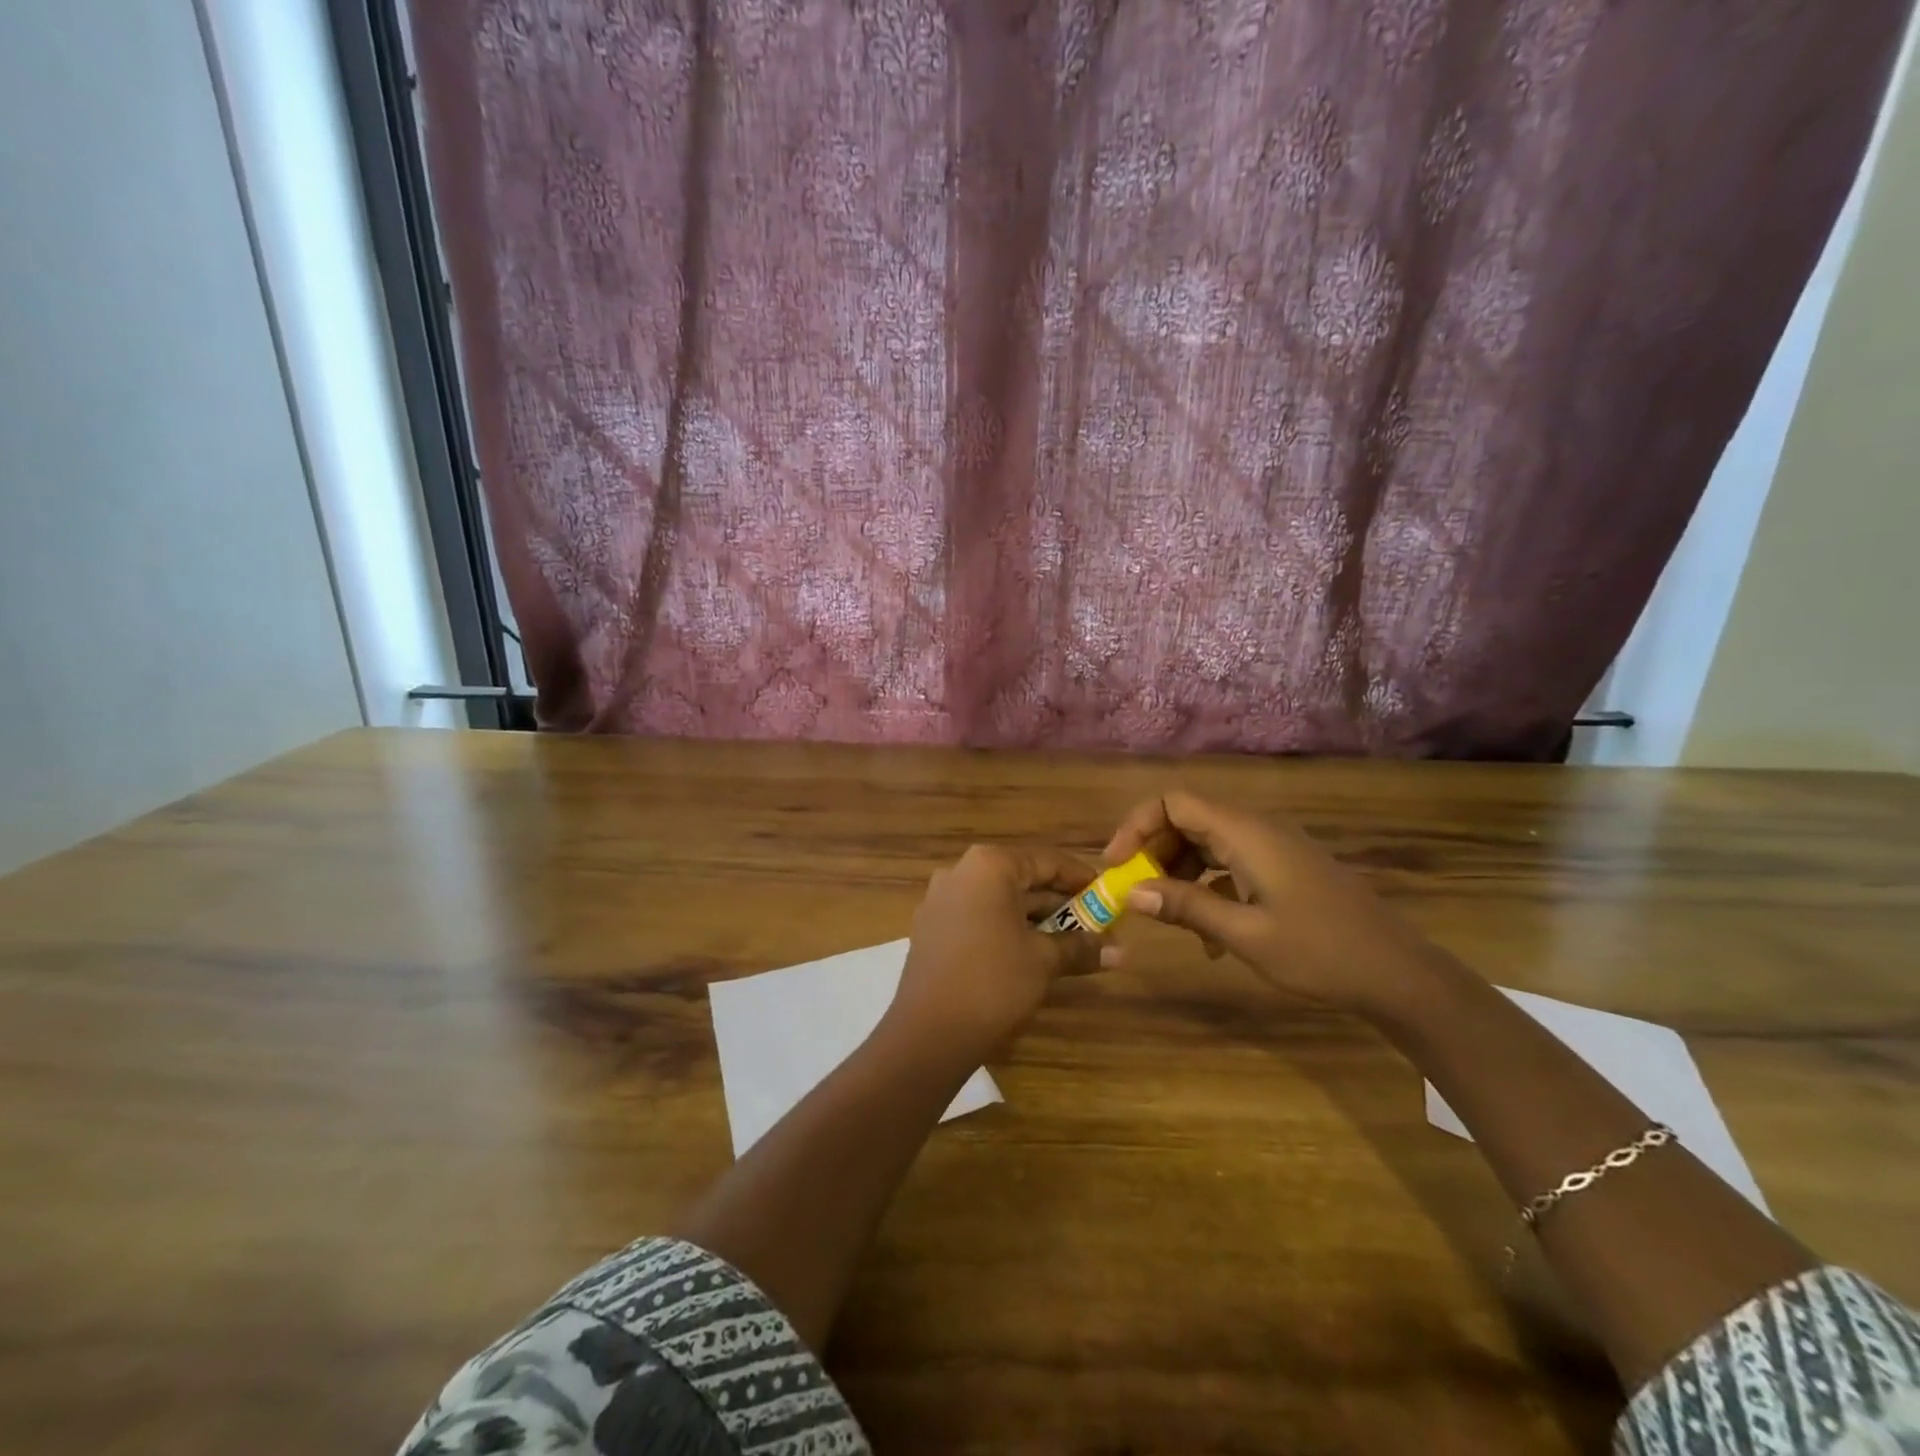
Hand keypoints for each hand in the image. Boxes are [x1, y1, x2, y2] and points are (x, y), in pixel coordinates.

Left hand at [886, 845, 1107, 1063]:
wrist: (928, 1034)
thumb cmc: (993, 983)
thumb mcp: (1044, 961)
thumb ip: (1081, 947)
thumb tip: (1120, 951)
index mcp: (988, 866)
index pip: (1046, 861)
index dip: (1081, 879)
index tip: (1108, 896)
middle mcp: (960, 872)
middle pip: (1021, 879)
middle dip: (1060, 903)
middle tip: (1096, 925)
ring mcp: (940, 900)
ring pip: (1000, 901)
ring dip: (1035, 919)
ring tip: (1072, 943)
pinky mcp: (931, 928)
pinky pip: (978, 917)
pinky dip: (1007, 929)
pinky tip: (1031, 954)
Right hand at [1101, 792, 1444, 1016]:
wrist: (1397, 974)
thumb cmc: (1320, 952)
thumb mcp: (1245, 934)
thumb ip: (1187, 908)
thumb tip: (1131, 893)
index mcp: (1245, 833)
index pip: (1173, 802)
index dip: (1136, 826)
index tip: (1116, 865)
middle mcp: (1256, 828)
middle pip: (1187, 819)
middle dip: (1154, 852)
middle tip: (1137, 893)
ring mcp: (1273, 848)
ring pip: (1206, 842)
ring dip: (1179, 872)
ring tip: (1168, 916)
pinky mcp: (1283, 868)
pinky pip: (1230, 863)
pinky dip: (1208, 886)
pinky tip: (1208, 935)